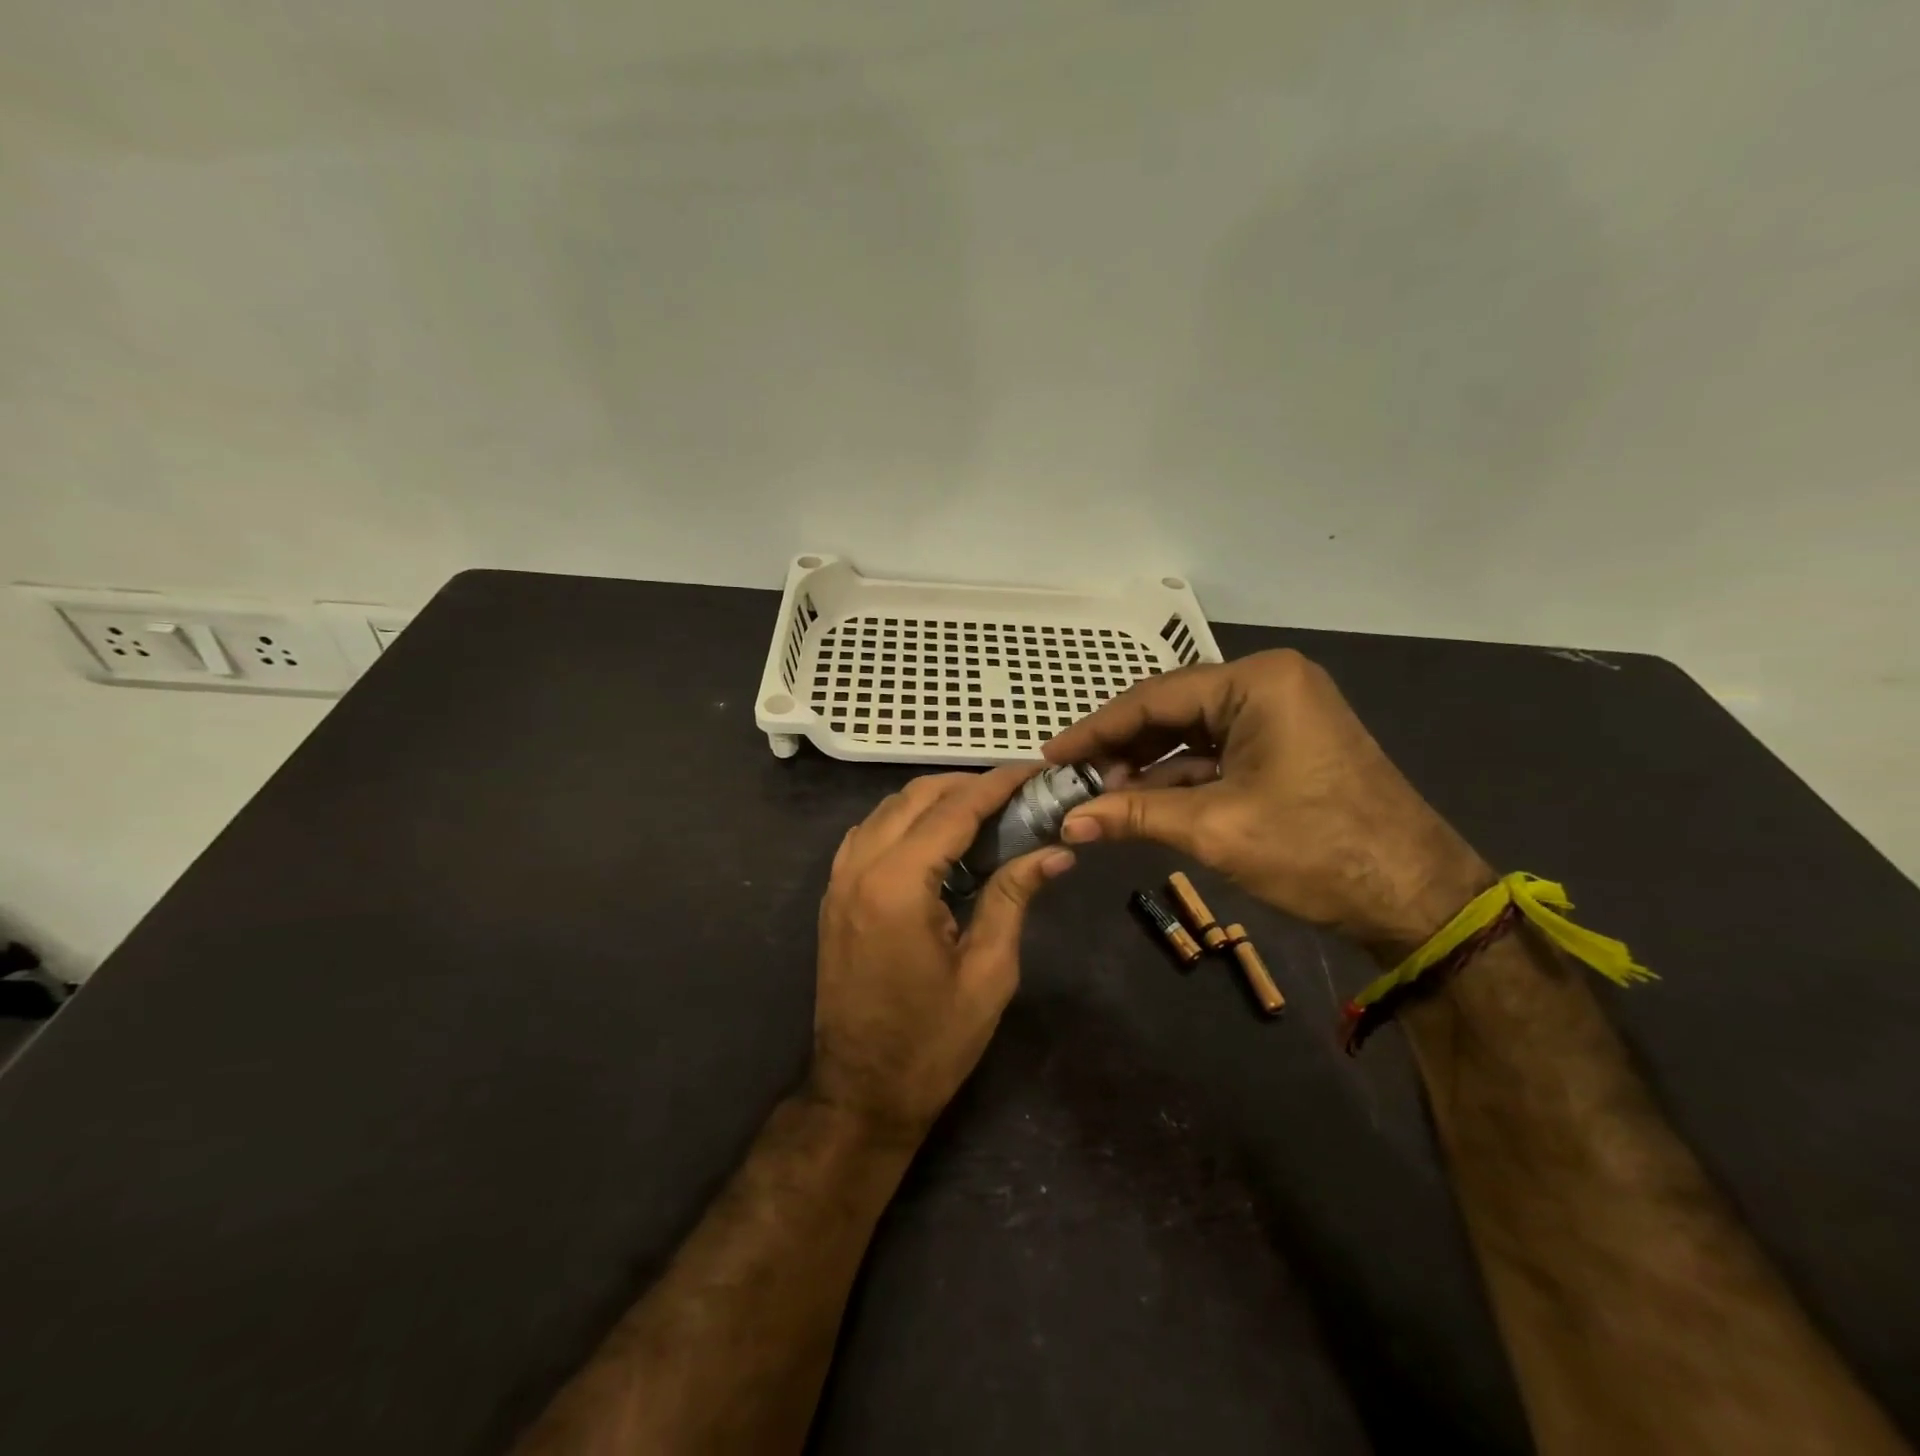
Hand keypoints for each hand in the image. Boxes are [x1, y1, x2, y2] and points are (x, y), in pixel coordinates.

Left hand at [809, 766, 1075, 1142]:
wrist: (862, 1091)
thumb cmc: (933, 1040)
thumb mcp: (989, 970)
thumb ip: (1014, 897)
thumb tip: (1056, 851)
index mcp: (898, 885)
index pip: (954, 811)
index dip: (997, 785)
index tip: (1033, 770)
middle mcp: (860, 868)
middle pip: (916, 797)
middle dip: (966, 785)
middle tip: (1015, 793)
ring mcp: (839, 880)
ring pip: (887, 809)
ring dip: (934, 799)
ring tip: (983, 810)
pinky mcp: (834, 895)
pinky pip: (869, 833)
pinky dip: (904, 820)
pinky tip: (936, 839)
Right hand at [1044, 650, 1491, 949]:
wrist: (1415, 896)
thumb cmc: (1315, 849)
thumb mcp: (1215, 829)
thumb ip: (1134, 814)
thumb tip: (1068, 822)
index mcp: (1256, 682)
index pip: (1154, 697)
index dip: (1096, 730)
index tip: (1051, 755)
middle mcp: (1269, 683)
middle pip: (1172, 710)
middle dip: (1122, 748)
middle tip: (1074, 781)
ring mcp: (1282, 712)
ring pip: (1193, 732)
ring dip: (1149, 765)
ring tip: (1101, 796)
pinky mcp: (1287, 744)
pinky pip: (1218, 751)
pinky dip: (1181, 776)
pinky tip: (1145, 801)